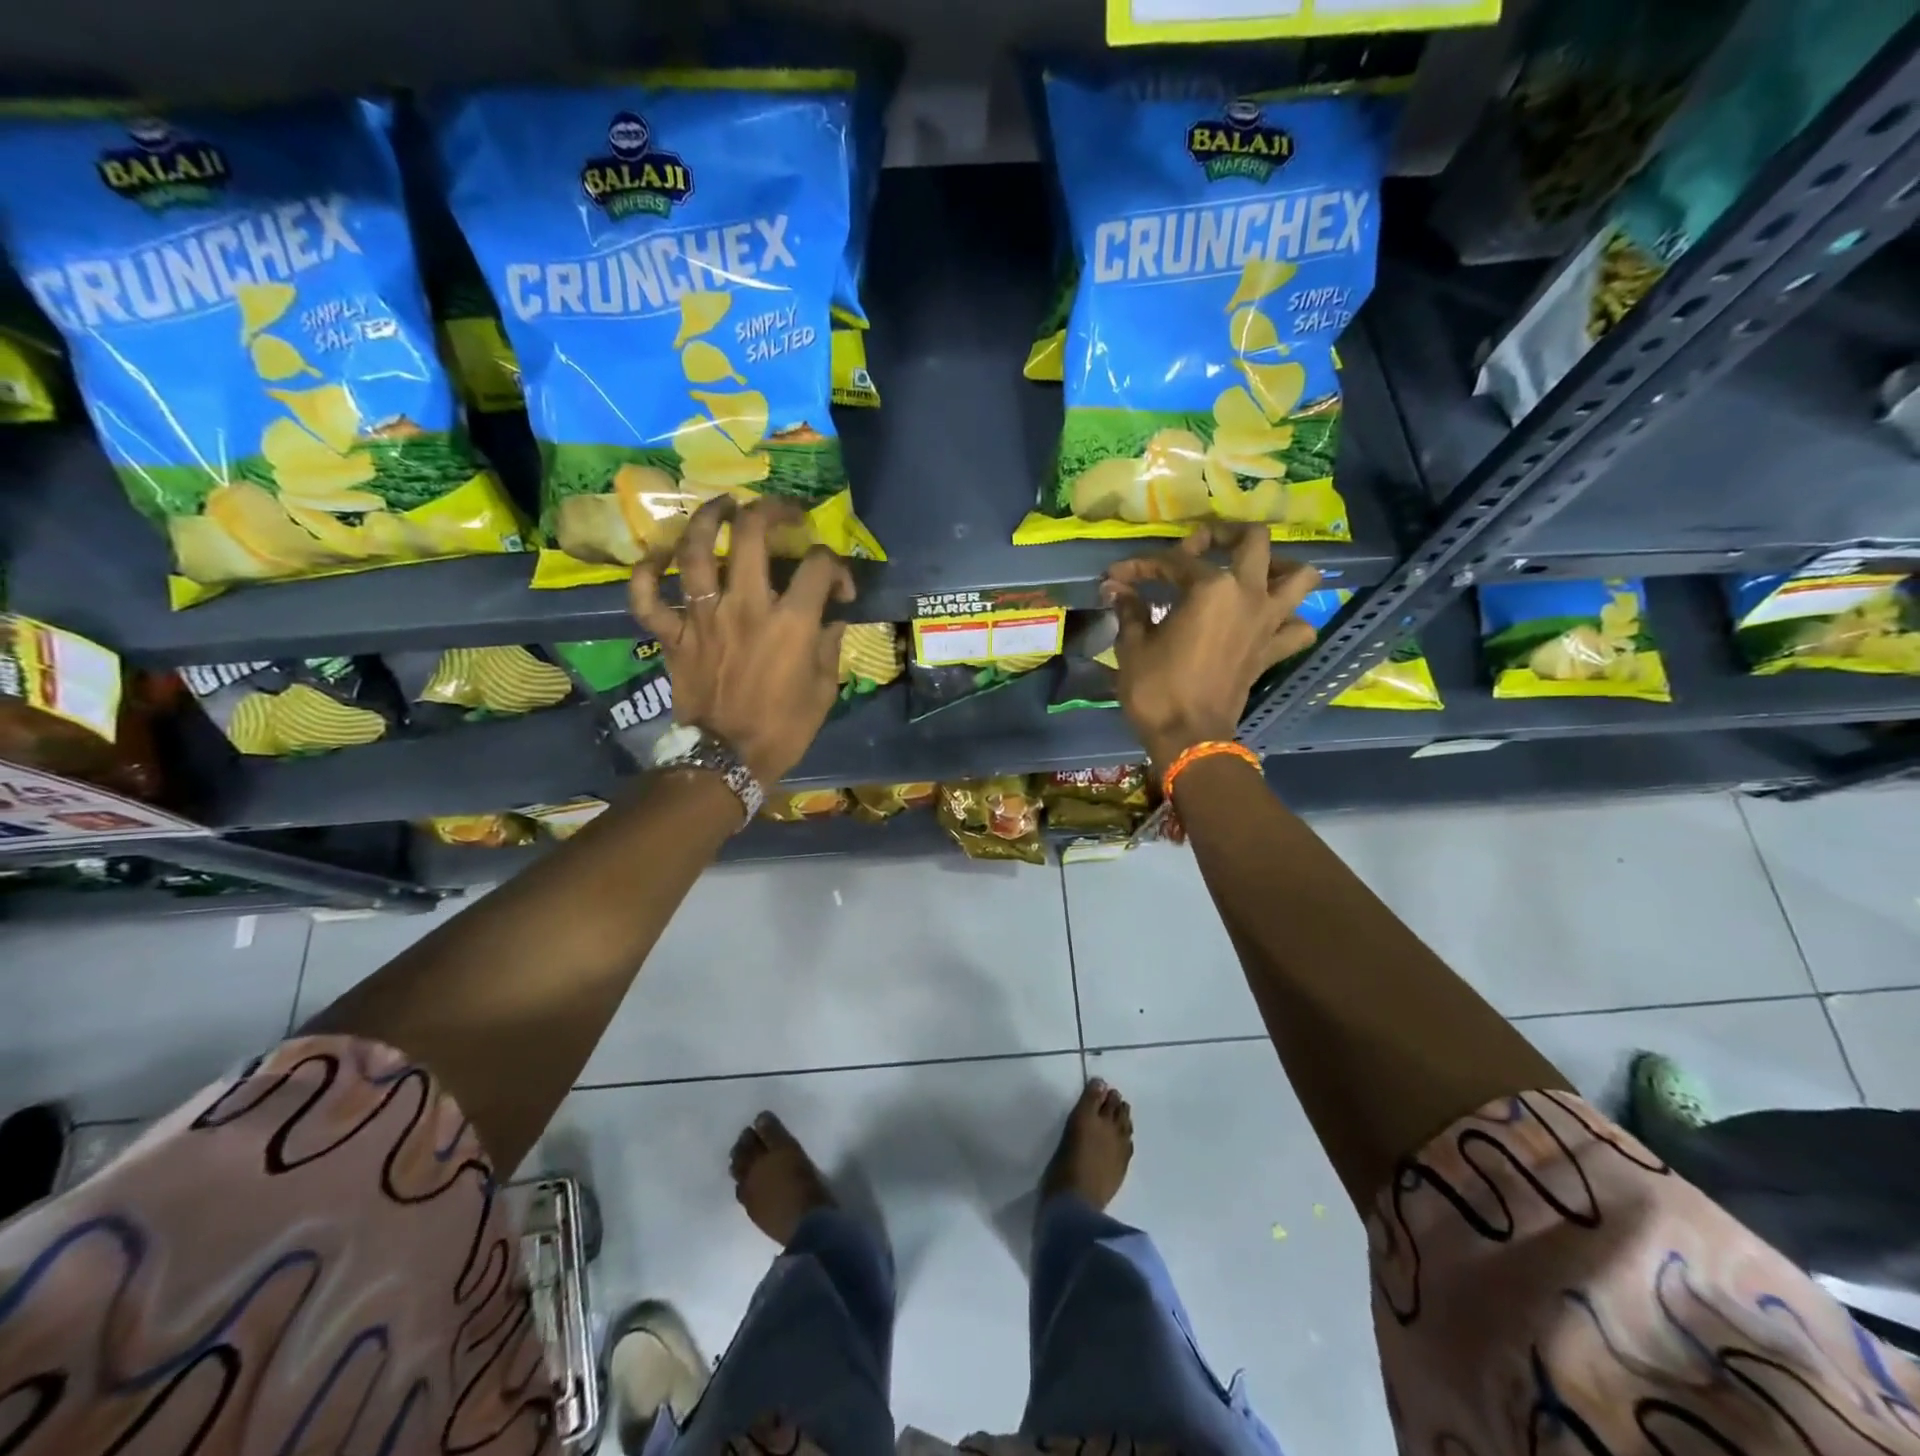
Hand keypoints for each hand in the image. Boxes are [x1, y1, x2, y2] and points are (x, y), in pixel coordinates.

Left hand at [629, 496, 852, 784]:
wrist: (728, 759)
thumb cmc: (785, 728)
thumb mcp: (825, 689)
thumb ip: (830, 644)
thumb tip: (831, 616)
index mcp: (791, 622)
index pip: (819, 565)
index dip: (836, 566)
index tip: (839, 587)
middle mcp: (745, 606)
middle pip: (752, 533)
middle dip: (771, 511)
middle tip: (781, 513)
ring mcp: (702, 617)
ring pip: (696, 549)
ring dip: (708, 518)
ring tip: (723, 506)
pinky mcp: (673, 635)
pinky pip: (647, 596)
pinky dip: (646, 571)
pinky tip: (659, 557)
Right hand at [1102, 526, 1320, 767]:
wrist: (1188, 738)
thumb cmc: (1156, 690)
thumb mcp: (1133, 646)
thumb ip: (1129, 609)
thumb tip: (1116, 587)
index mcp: (1210, 588)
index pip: (1175, 562)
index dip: (1142, 565)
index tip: (1118, 576)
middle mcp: (1247, 594)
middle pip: (1253, 541)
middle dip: (1225, 534)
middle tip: (1201, 547)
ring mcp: (1267, 622)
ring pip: (1300, 577)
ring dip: (1279, 567)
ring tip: (1253, 573)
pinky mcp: (1272, 650)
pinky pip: (1299, 627)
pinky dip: (1291, 620)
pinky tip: (1268, 621)